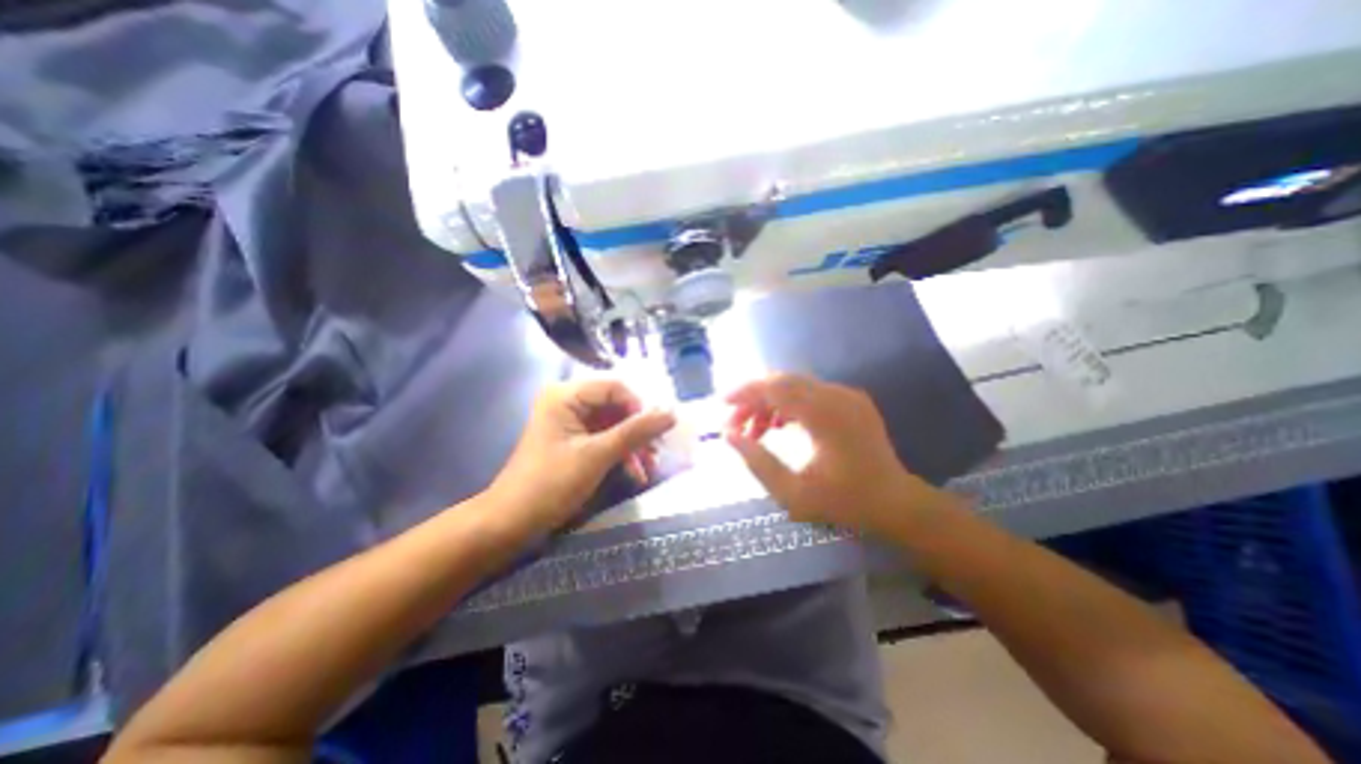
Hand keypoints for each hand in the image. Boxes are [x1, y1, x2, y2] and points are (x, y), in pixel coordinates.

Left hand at [494, 376, 676, 534]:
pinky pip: (606, 437)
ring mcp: (572, 421)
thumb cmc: (551, 483)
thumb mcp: (598, 455)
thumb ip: (636, 431)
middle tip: (658, 449)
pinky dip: (621, 453)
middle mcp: (569, 401)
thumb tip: (672, 413)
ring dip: (633, 444)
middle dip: (639, 429)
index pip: (616, 386)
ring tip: (650, 466)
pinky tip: (635, 473)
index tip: (657, 430)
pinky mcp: (575, 439)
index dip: (639, 406)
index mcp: (566, 395)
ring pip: (614, 423)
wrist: (512, 522)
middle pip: (616, 404)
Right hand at [727, 373, 941, 532]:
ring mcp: (847, 395)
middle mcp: (836, 396)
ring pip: (795, 385)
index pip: (774, 388)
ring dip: (769, 402)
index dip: (744, 393)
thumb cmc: (845, 502)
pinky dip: (788, 404)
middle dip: (753, 399)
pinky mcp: (851, 399)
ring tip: (755, 431)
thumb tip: (729, 436)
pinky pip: (810, 392)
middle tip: (735, 424)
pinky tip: (778, 425)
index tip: (722, 404)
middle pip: (782, 382)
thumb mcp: (794, 494)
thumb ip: (758, 463)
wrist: (896, 503)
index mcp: (824, 415)